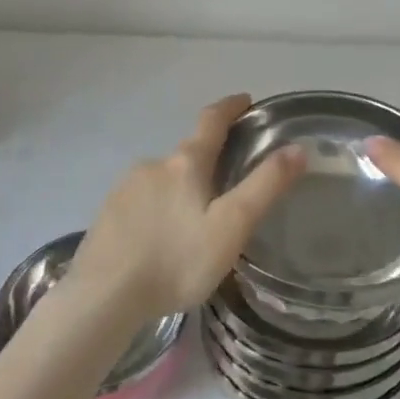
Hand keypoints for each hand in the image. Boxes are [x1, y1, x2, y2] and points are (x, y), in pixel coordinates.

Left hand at [71, 94, 305, 322]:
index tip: (245, 100)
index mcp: (186, 164)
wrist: (102, 298)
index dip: (230, 107)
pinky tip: (160, 241)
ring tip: (194, 224)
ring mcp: (124, 189)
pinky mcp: (106, 215)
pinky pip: (141, 203)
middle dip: (208, 162)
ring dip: (180, 190)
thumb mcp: (231, 226)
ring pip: (163, 181)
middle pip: (187, 154)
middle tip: (227, 187)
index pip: (211, 121)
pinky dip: (157, 212)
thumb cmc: (175, 260)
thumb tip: (296, 147)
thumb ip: (265, 186)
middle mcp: (153, 165)